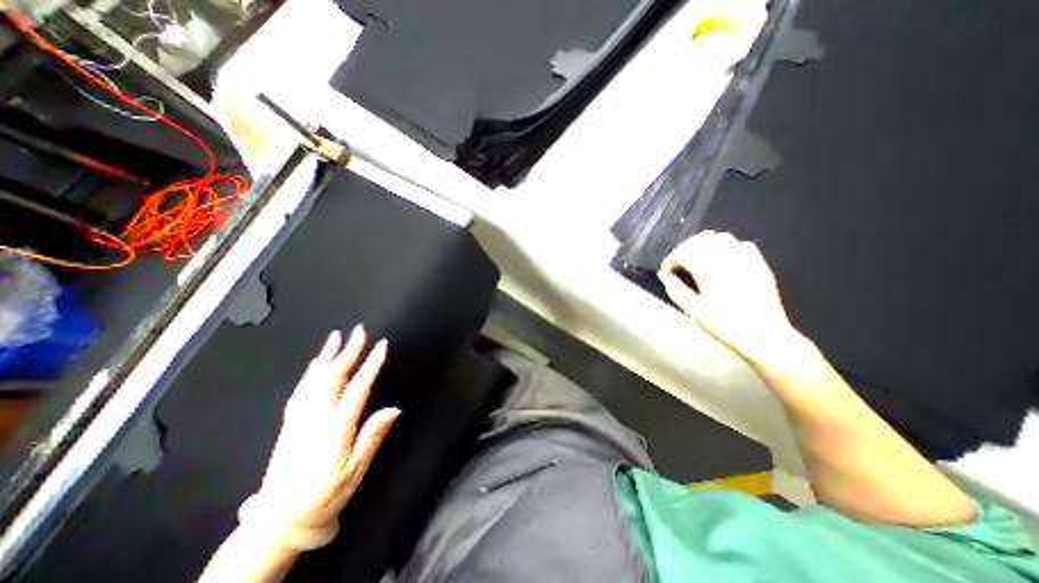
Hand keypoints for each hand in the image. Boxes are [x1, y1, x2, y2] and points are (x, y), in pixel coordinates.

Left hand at [248, 325, 397, 529]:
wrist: (278, 522)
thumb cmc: (325, 496)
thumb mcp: (356, 470)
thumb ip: (373, 436)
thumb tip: (394, 408)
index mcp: (336, 427)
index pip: (357, 387)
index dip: (371, 364)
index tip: (382, 346)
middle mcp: (316, 417)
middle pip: (334, 376)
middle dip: (349, 351)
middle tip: (359, 331)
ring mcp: (299, 419)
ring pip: (314, 379)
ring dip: (327, 355)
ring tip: (336, 336)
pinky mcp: (289, 424)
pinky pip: (300, 391)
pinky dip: (309, 373)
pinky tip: (316, 363)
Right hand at [657, 230, 801, 366]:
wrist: (764, 337)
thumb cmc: (725, 326)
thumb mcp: (694, 311)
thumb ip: (676, 290)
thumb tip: (664, 276)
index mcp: (710, 272)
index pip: (685, 252)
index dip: (671, 259)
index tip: (666, 271)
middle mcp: (728, 261)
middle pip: (702, 239)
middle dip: (686, 248)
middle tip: (679, 264)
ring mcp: (747, 261)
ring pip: (722, 238)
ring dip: (706, 245)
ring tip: (699, 261)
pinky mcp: (760, 266)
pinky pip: (743, 245)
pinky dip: (729, 249)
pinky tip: (724, 263)